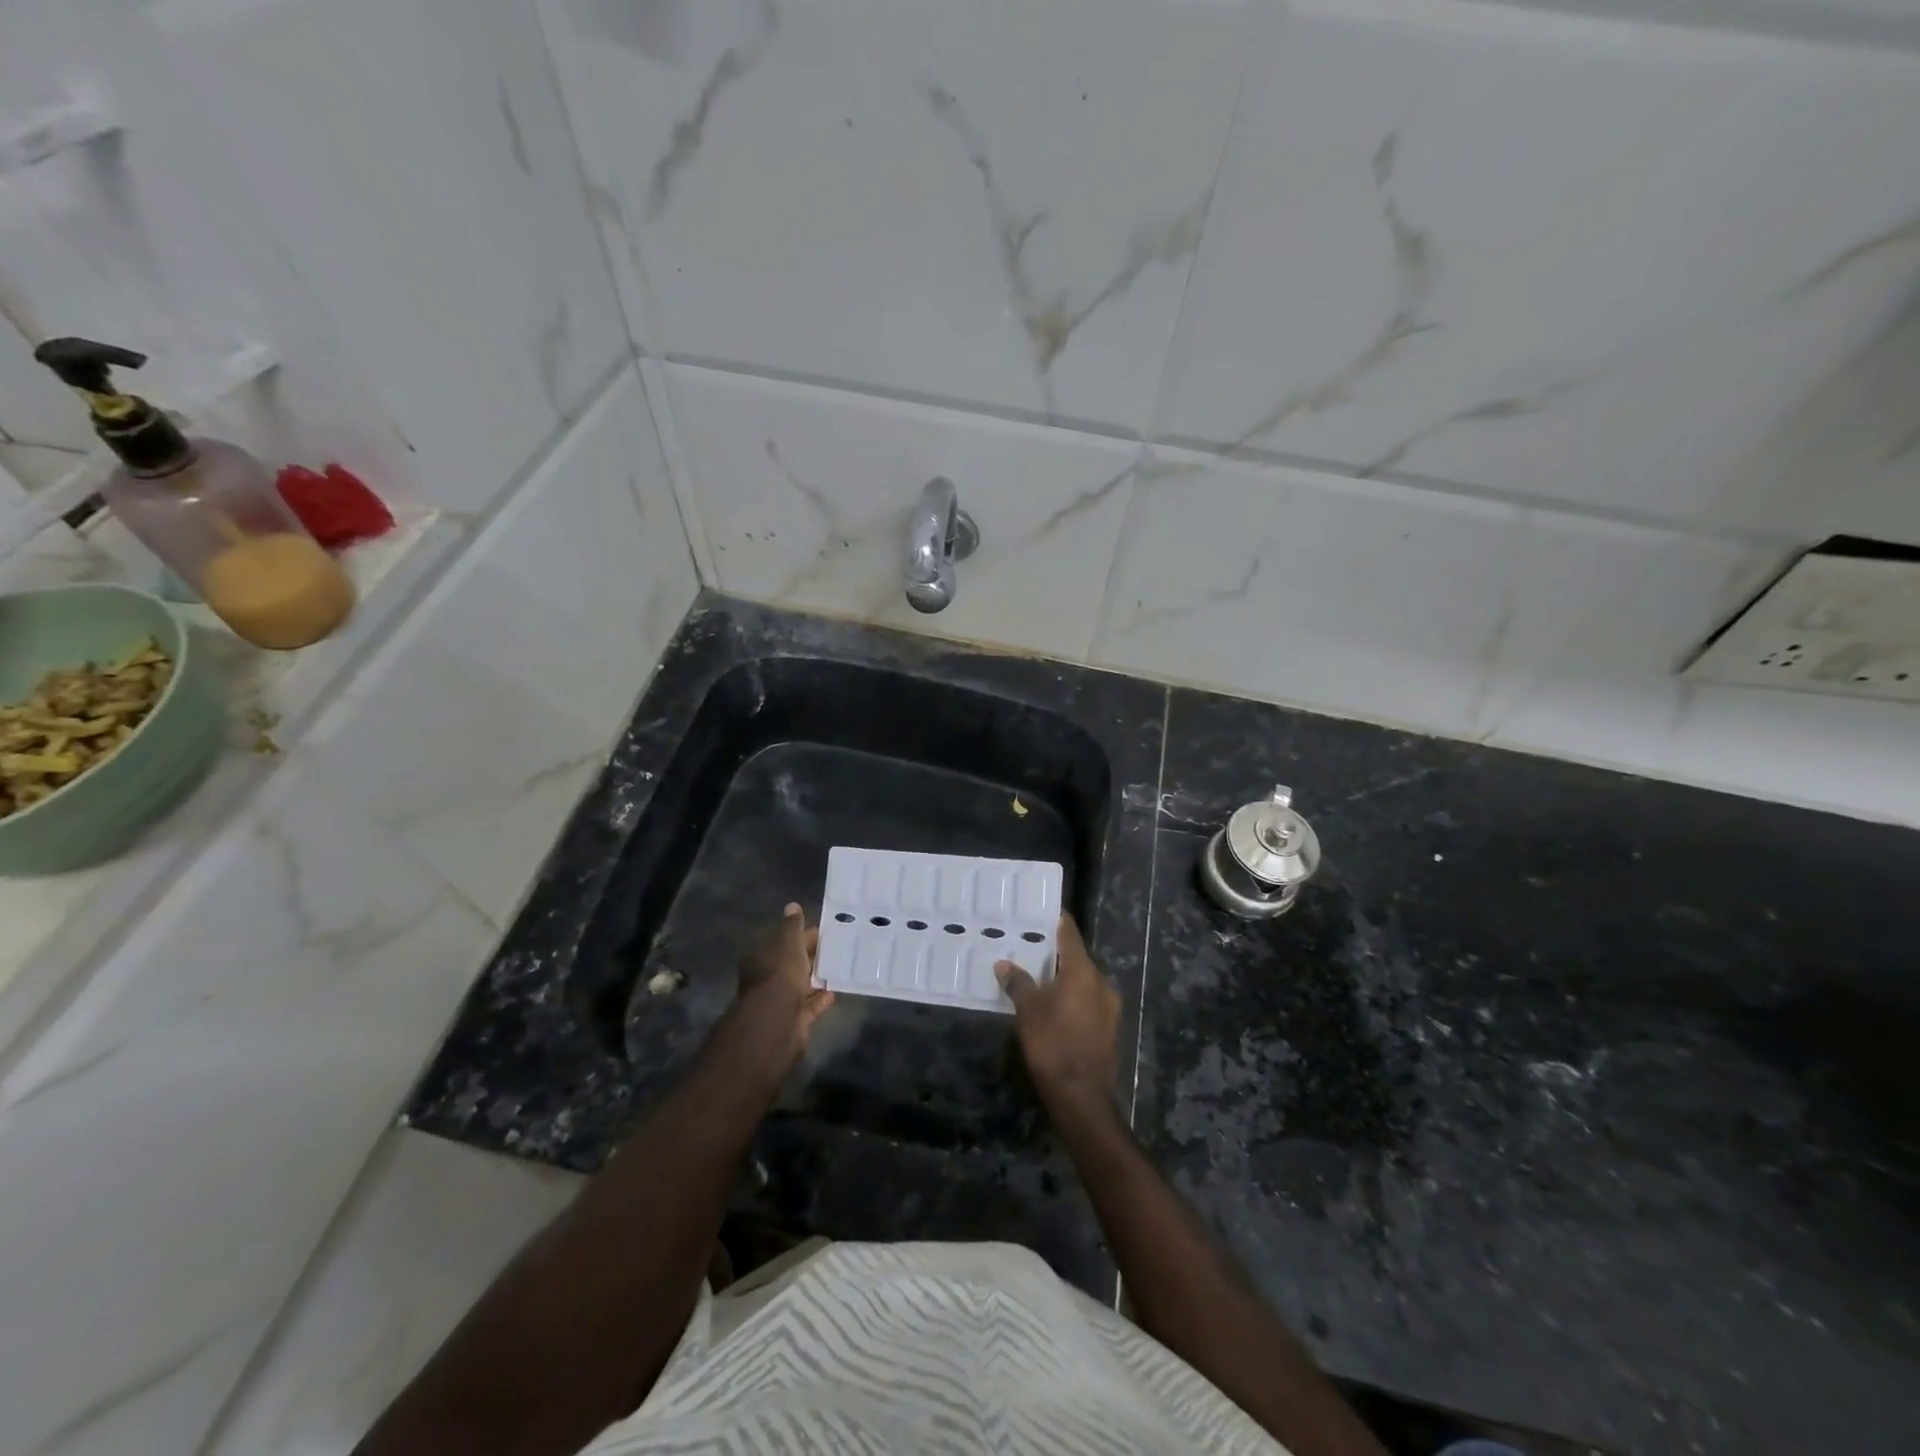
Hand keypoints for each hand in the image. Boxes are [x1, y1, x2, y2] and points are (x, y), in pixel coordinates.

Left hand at [733, 904, 834, 1063]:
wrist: (777, 1018)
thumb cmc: (780, 971)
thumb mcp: (788, 941)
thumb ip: (792, 925)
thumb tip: (792, 906)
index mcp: (762, 956)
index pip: (784, 940)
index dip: (803, 934)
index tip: (825, 931)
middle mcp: (767, 977)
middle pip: (792, 963)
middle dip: (810, 956)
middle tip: (837, 949)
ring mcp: (779, 1000)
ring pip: (800, 984)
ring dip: (816, 978)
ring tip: (839, 968)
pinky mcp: (792, 1019)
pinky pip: (808, 1005)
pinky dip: (819, 999)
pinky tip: (834, 991)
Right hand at [995, 915, 1118, 1116]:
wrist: (1082, 1097)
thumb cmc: (1053, 1044)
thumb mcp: (1028, 1010)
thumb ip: (1018, 983)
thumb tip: (1004, 964)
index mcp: (1083, 971)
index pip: (1070, 934)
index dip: (1057, 922)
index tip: (1043, 912)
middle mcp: (1101, 983)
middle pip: (1078, 959)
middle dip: (1056, 954)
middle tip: (1031, 948)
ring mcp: (1110, 1008)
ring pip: (1084, 983)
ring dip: (1065, 979)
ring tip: (1038, 978)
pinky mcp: (1109, 1030)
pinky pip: (1088, 1003)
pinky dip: (1073, 999)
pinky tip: (1054, 1008)